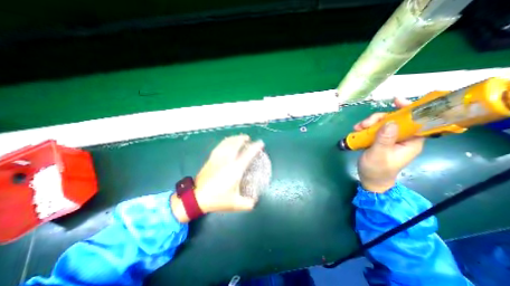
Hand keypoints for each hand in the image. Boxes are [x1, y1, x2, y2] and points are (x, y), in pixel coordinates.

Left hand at [174, 135, 265, 221]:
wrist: (196, 197)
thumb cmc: (217, 199)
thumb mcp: (235, 204)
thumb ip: (248, 203)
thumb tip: (255, 200)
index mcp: (235, 169)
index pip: (248, 154)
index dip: (255, 147)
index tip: (260, 143)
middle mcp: (227, 160)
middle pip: (236, 144)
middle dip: (243, 139)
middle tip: (248, 138)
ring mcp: (218, 158)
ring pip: (227, 143)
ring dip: (234, 138)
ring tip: (239, 137)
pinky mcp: (211, 159)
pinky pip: (219, 146)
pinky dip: (225, 142)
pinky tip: (227, 142)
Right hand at [355, 98, 426, 194]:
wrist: (370, 179)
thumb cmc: (377, 169)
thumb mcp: (379, 155)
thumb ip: (384, 139)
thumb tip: (391, 122)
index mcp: (410, 141)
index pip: (417, 121)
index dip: (409, 109)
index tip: (396, 102)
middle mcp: (402, 137)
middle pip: (394, 120)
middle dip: (378, 119)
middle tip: (364, 124)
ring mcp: (390, 138)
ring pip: (382, 123)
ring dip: (369, 123)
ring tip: (357, 129)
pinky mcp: (380, 140)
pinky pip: (374, 129)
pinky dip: (365, 128)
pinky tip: (357, 131)